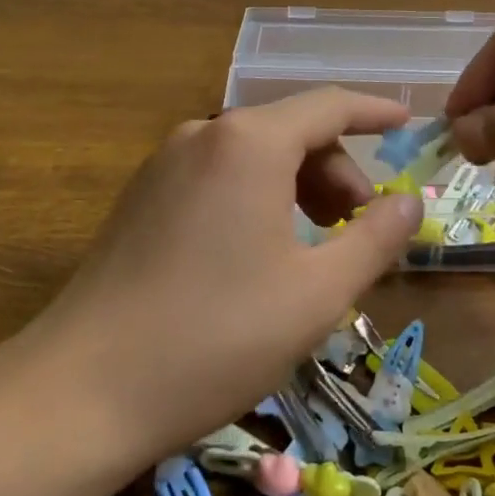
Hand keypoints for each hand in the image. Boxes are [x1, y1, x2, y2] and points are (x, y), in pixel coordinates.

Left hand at [13, 89, 422, 469]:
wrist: (83, 390)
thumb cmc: (218, 336)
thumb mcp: (318, 292)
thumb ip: (375, 238)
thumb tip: (411, 202)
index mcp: (250, 142)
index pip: (330, 105)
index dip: (375, 112)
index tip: (408, 126)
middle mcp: (205, 134)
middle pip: (291, 130)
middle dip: (336, 170)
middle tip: (358, 226)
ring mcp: (165, 163)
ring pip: (253, 154)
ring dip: (298, 185)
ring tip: (314, 245)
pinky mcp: (141, 196)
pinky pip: (218, 175)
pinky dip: (257, 196)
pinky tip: (260, 252)